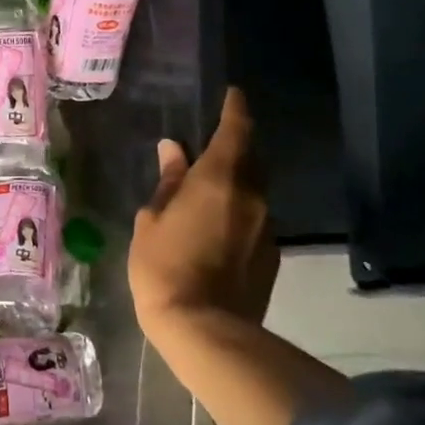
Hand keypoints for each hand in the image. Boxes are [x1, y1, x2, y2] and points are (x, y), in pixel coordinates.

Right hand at [128, 87, 279, 336]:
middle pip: (251, 159)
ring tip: (208, 191)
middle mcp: (252, 196)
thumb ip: (168, 182)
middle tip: (210, 146)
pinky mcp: (272, 256)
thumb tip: (173, 150)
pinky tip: (217, 229)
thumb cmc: (164, 267)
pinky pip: (256, 220)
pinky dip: (240, 213)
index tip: (233, 94)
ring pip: (254, 191)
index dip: (235, 109)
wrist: (204, 331)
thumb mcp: (152, 219)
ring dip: (236, 183)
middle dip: (235, 147)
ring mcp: (267, 227)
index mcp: (220, 179)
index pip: (236, 130)